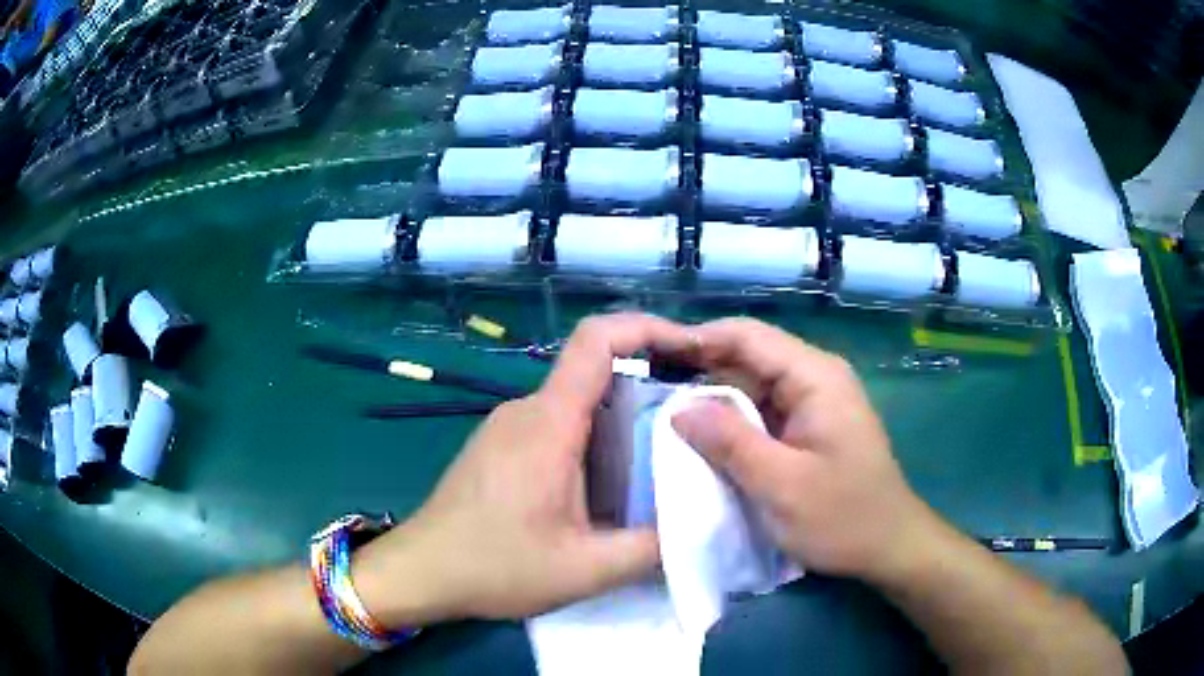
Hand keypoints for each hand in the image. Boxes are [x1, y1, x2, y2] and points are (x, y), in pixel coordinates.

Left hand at [355, 313, 698, 624]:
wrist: (420, 571)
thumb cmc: (493, 566)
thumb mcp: (583, 570)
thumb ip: (649, 548)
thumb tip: (699, 526)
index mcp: (549, 423)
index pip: (597, 339)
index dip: (648, 327)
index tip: (692, 349)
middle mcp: (527, 410)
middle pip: (595, 369)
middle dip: (651, 381)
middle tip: (697, 417)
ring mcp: (510, 426)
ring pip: (578, 399)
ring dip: (624, 415)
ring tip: (666, 453)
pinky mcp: (501, 445)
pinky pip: (558, 423)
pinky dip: (596, 436)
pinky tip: (612, 481)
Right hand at [670, 318, 942, 584]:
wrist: (887, 547)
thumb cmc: (842, 517)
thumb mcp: (782, 485)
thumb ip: (730, 442)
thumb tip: (678, 408)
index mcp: (815, 377)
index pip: (748, 336)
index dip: (698, 339)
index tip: (650, 354)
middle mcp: (815, 378)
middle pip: (748, 358)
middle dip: (699, 370)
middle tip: (646, 390)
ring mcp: (812, 403)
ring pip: (751, 386)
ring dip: (712, 399)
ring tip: (661, 411)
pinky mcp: (807, 427)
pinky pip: (761, 412)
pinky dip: (730, 422)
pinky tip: (699, 437)